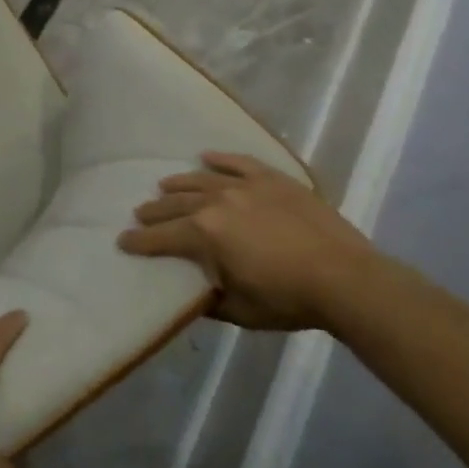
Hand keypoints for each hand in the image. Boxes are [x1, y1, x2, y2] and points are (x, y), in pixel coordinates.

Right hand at [119, 152, 375, 330]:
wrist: (346, 278)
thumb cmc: (289, 300)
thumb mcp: (241, 310)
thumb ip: (211, 298)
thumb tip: (193, 292)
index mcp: (205, 234)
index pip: (162, 237)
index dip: (140, 242)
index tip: (122, 241)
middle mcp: (216, 202)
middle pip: (176, 204)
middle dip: (155, 211)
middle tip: (139, 214)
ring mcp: (245, 186)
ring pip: (201, 180)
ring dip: (179, 184)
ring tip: (164, 187)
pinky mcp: (271, 179)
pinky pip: (238, 162)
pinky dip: (220, 159)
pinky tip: (205, 156)